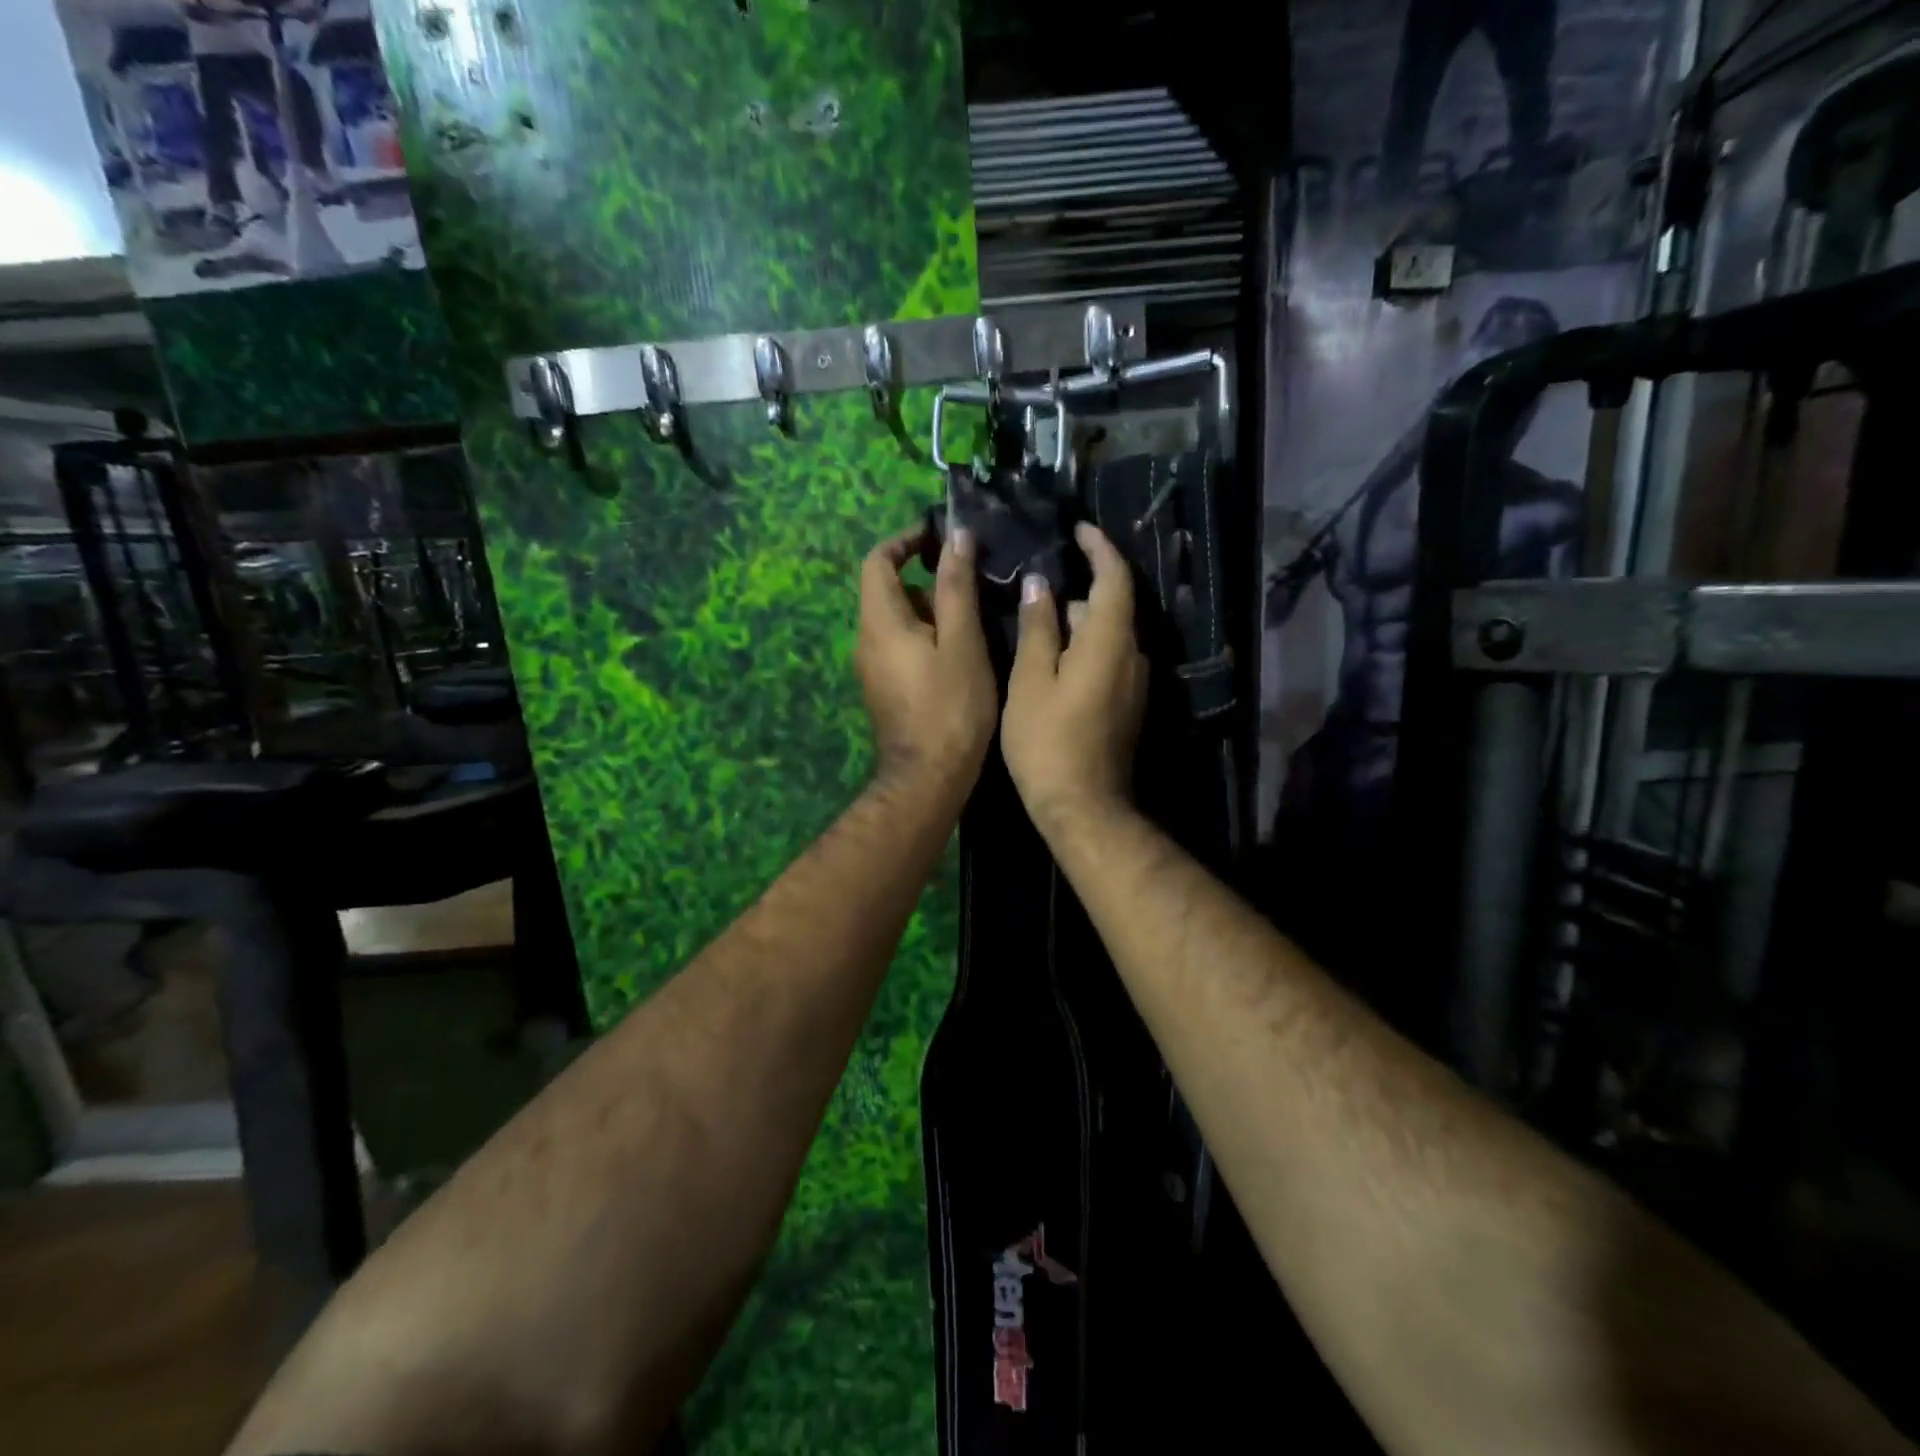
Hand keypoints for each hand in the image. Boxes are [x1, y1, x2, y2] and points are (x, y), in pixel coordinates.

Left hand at [855, 524, 996, 798]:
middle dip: (928, 581)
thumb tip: (954, 537)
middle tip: (972, 587)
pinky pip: (900, 647)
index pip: (877, 560)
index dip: (905, 540)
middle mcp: (866, 640)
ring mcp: (872, 668)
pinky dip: (927, 637)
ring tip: (976, 622)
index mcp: (879, 621)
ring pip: (898, 621)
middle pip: (889, 591)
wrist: (928, 778)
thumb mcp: (962, 642)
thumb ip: (956, 587)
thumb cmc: (951, 707)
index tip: (940, 538)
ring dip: (932, 611)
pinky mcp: (884, 689)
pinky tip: (962, 655)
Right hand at [1001, 523, 1147, 836]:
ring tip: (1042, 612)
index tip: (1079, 529)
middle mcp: (1133, 656)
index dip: (1100, 549)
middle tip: (1046, 573)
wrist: (1083, 806)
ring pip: (1111, 634)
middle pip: (1115, 605)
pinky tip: (1055, 654)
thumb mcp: (1032, 682)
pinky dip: (1086, 643)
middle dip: (1085, 583)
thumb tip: (1042, 585)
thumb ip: (1038, 629)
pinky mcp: (1127, 704)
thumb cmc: (1047, 742)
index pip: (1114, 579)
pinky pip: (1111, 658)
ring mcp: (1135, 683)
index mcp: (1110, 642)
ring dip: (1082, 617)